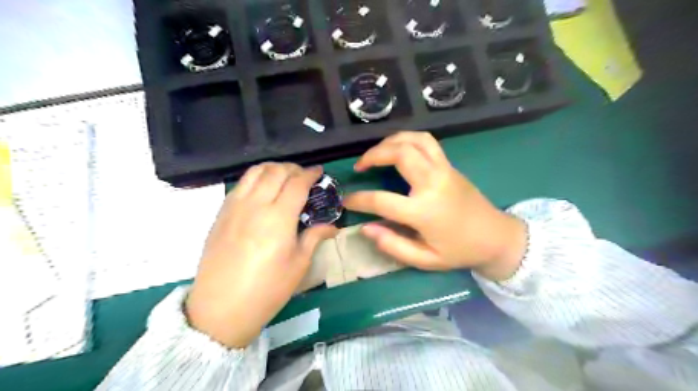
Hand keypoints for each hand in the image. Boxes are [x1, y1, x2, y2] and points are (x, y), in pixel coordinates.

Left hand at [186, 162, 337, 347]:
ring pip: (255, 172)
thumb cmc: (267, 289)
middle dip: (293, 168)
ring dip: (273, 168)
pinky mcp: (221, 213)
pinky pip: (240, 184)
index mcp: (278, 218)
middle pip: (276, 171)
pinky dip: (255, 178)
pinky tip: (262, 191)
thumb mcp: (298, 265)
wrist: (221, 308)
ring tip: (283, 177)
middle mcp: (255, 205)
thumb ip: (314, 237)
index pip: (297, 183)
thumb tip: (333, 226)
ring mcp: (234, 207)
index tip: (319, 172)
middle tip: (304, 176)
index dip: (311, 174)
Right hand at [341, 131, 525, 280]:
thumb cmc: (459, 251)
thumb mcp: (425, 260)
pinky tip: (398, 149)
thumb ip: (393, 245)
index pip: (381, 200)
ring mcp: (443, 169)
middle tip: (360, 166)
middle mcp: (433, 183)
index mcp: (424, 211)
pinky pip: (426, 142)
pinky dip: (407, 139)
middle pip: (399, 154)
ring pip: (413, 140)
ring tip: (376, 153)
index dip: (359, 199)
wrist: (496, 237)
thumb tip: (365, 228)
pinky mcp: (450, 165)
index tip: (346, 200)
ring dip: (390, 141)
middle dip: (373, 155)